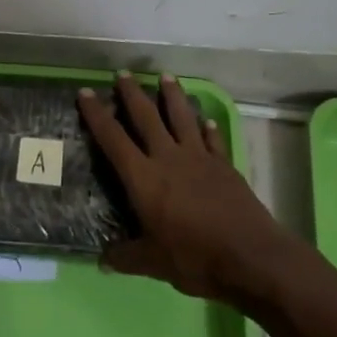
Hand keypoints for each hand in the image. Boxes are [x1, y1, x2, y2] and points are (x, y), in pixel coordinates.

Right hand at [79, 72, 296, 305]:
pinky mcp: (224, 166)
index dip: (97, 115)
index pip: (113, 139)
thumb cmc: (194, 258)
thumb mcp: (153, 263)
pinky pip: (213, 140)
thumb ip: (126, 257)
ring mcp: (199, 159)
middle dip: (132, 94)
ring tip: (166, 76)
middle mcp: (169, 158)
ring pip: (182, 118)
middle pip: (147, 118)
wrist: (250, 257)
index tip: (86, 92)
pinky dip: (208, 128)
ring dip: (173, 96)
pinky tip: (207, 120)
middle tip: (123, 73)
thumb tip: (102, 260)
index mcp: (144, 178)